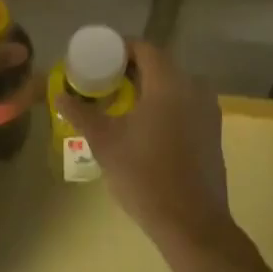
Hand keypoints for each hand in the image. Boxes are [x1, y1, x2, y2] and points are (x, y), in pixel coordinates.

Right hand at [53, 39, 232, 251]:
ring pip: (173, 84)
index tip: (98, 61)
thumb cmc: (145, 176)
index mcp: (168, 82)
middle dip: (131, 70)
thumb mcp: (105, 142)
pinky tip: (146, 126)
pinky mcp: (213, 130)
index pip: (144, 47)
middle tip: (104, 84)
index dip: (119, 49)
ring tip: (121, 105)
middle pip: (159, 64)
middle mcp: (193, 87)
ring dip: (148, 88)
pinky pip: (185, 102)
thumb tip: (59, 95)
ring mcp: (207, 109)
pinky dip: (165, 104)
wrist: (192, 223)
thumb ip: (81, 113)